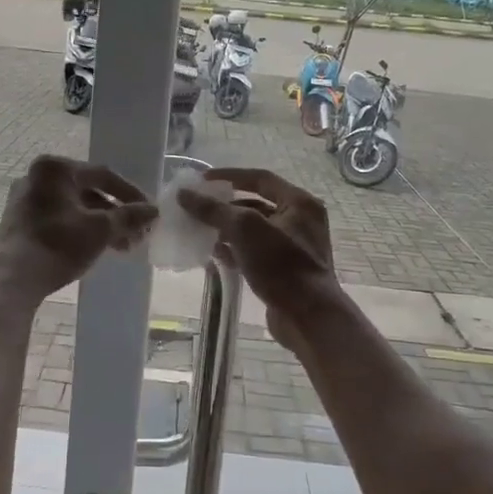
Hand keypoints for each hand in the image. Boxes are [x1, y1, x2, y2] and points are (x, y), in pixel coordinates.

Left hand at [0, 156, 158, 303]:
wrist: (12, 279)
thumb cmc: (58, 244)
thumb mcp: (100, 230)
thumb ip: (129, 216)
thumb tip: (153, 211)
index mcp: (55, 169)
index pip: (102, 175)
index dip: (130, 194)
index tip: (148, 213)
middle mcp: (37, 177)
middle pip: (88, 191)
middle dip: (115, 214)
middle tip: (136, 234)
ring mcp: (25, 199)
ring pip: (74, 207)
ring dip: (101, 225)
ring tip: (122, 247)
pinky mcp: (20, 221)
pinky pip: (59, 218)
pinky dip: (80, 229)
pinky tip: (97, 248)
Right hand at [177, 168, 339, 349]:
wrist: (308, 317)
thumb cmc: (281, 265)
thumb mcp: (245, 229)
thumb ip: (214, 209)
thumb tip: (184, 194)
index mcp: (299, 203)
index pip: (260, 178)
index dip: (229, 176)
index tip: (202, 180)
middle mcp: (300, 221)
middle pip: (256, 204)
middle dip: (225, 206)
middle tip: (197, 207)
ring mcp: (293, 248)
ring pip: (253, 231)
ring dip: (227, 229)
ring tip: (199, 230)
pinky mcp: (284, 271)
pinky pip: (255, 252)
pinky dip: (234, 250)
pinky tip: (212, 254)